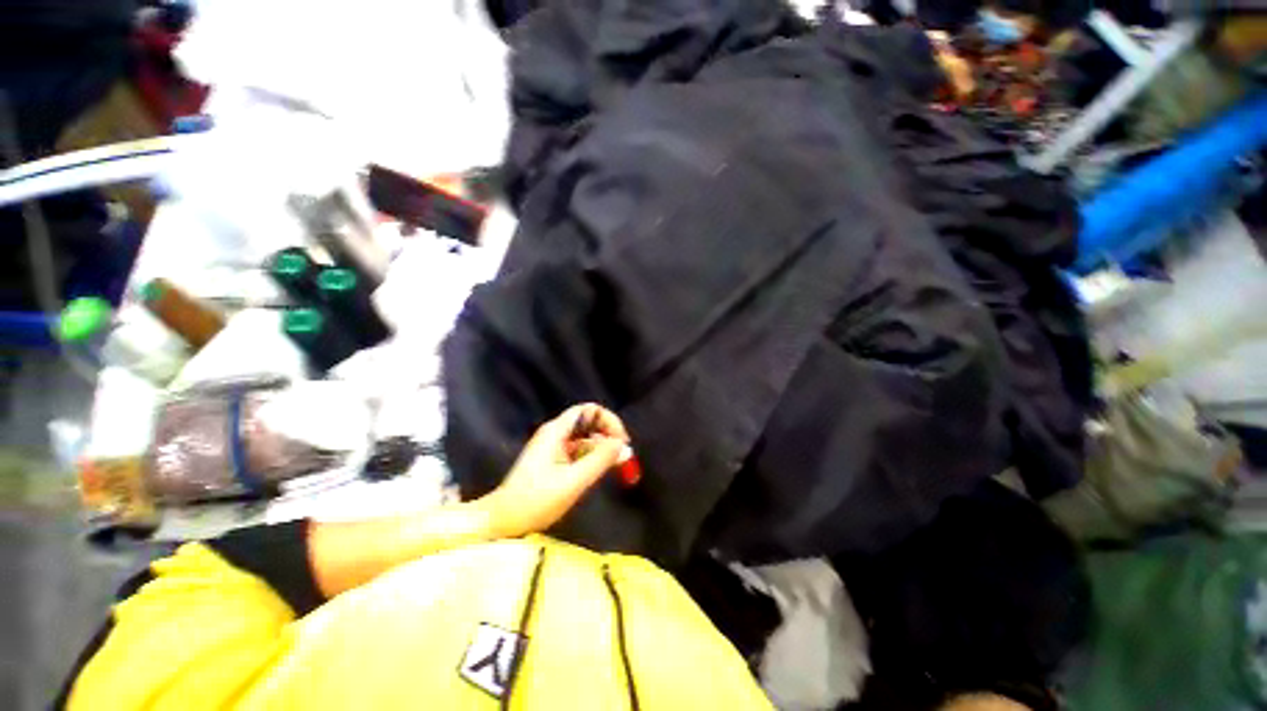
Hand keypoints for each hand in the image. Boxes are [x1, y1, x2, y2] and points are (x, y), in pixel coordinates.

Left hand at [478, 404, 629, 538]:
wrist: (502, 521)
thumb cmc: (536, 500)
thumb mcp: (573, 481)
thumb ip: (600, 460)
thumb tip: (622, 444)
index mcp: (556, 431)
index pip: (588, 410)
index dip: (608, 420)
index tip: (621, 440)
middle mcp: (555, 434)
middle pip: (588, 422)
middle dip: (607, 435)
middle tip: (623, 455)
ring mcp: (553, 447)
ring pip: (584, 438)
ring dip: (601, 448)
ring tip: (616, 466)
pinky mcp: (552, 461)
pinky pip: (577, 452)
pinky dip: (591, 458)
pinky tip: (599, 472)